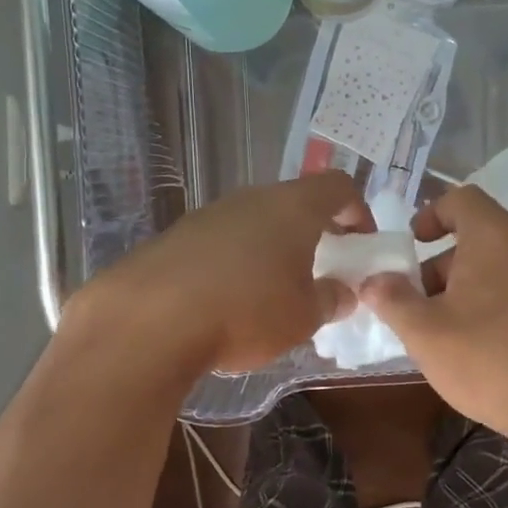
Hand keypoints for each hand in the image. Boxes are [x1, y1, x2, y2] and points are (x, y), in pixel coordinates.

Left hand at [64, 172, 365, 376]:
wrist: (147, 320)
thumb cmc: (245, 312)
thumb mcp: (304, 316)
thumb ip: (331, 299)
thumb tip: (342, 292)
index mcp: (293, 207)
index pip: (338, 186)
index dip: (358, 212)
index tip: (361, 247)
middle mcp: (251, 199)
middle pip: (294, 204)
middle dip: (312, 236)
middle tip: (318, 275)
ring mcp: (209, 214)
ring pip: (255, 223)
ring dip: (271, 251)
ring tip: (270, 296)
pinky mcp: (175, 237)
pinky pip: (220, 243)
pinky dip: (234, 264)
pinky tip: (225, 304)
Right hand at [360, 185, 507, 440]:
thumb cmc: (490, 359)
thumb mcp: (425, 333)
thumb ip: (393, 300)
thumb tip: (373, 280)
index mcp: (495, 237)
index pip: (462, 199)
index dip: (432, 214)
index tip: (413, 243)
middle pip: (480, 237)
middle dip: (443, 264)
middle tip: (420, 302)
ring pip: (503, 269)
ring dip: (470, 289)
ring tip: (449, 333)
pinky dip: (500, 308)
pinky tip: (487, 351)